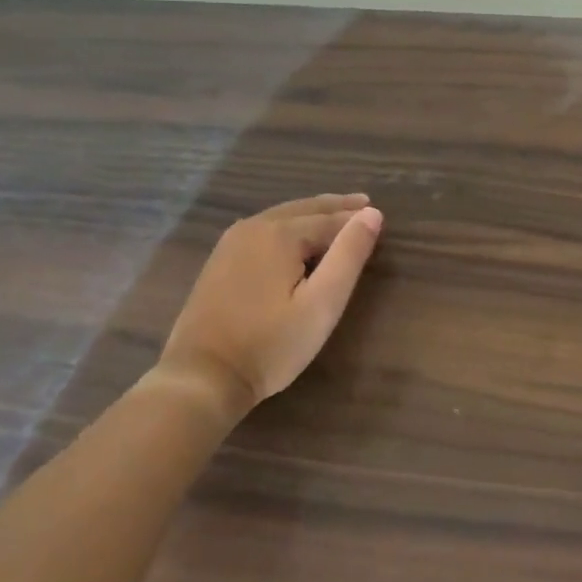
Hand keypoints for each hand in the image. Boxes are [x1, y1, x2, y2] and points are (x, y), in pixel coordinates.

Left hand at [158, 195, 383, 410]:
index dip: (356, 220)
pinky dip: (289, 225)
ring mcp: (232, 242)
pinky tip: (296, 236)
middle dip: (335, 207)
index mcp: (281, 233)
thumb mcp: (322, 304)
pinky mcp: (221, 260)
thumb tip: (371, 214)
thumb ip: (348, 256)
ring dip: (312, 214)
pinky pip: (264, 229)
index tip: (379, 218)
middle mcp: (255, 227)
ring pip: (282, 216)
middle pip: (305, 209)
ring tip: (336, 215)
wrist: (202, 377)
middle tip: (363, 203)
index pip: (330, 219)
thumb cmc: (270, 344)